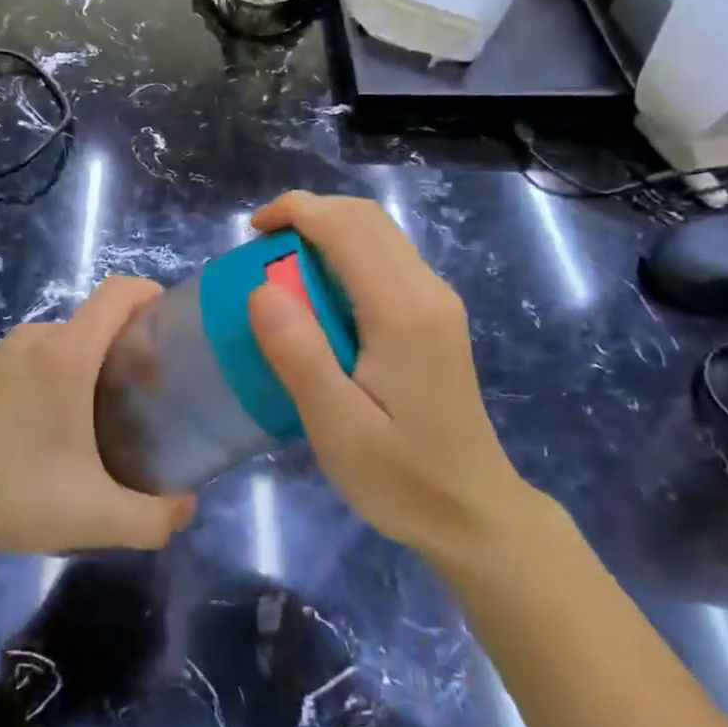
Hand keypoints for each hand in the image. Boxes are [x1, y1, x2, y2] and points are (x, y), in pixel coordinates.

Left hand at [0, 277, 195, 554]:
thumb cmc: (10, 493)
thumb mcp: (94, 516)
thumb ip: (154, 519)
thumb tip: (186, 507)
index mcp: (67, 353)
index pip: (119, 292)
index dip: (153, 295)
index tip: (175, 330)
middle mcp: (37, 339)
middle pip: (98, 320)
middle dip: (132, 346)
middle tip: (150, 395)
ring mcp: (6, 353)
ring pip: (70, 341)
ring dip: (97, 364)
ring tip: (109, 416)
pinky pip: (41, 356)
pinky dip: (65, 374)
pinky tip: (61, 428)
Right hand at [246, 192, 539, 563]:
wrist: (475, 515)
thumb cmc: (402, 479)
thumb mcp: (338, 428)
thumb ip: (299, 354)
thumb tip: (261, 288)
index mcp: (403, 311)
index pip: (347, 228)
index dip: (295, 212)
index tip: (251, 232)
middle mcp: (427, 291)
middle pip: (366, 219)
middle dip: (309, 214)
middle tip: (261, 250)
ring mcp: (436, 301)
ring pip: (378, 234)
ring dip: (326, 232)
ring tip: (281, 268)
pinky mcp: (434, 316)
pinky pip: (384, 260)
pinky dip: (343, 255)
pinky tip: (318, 296)